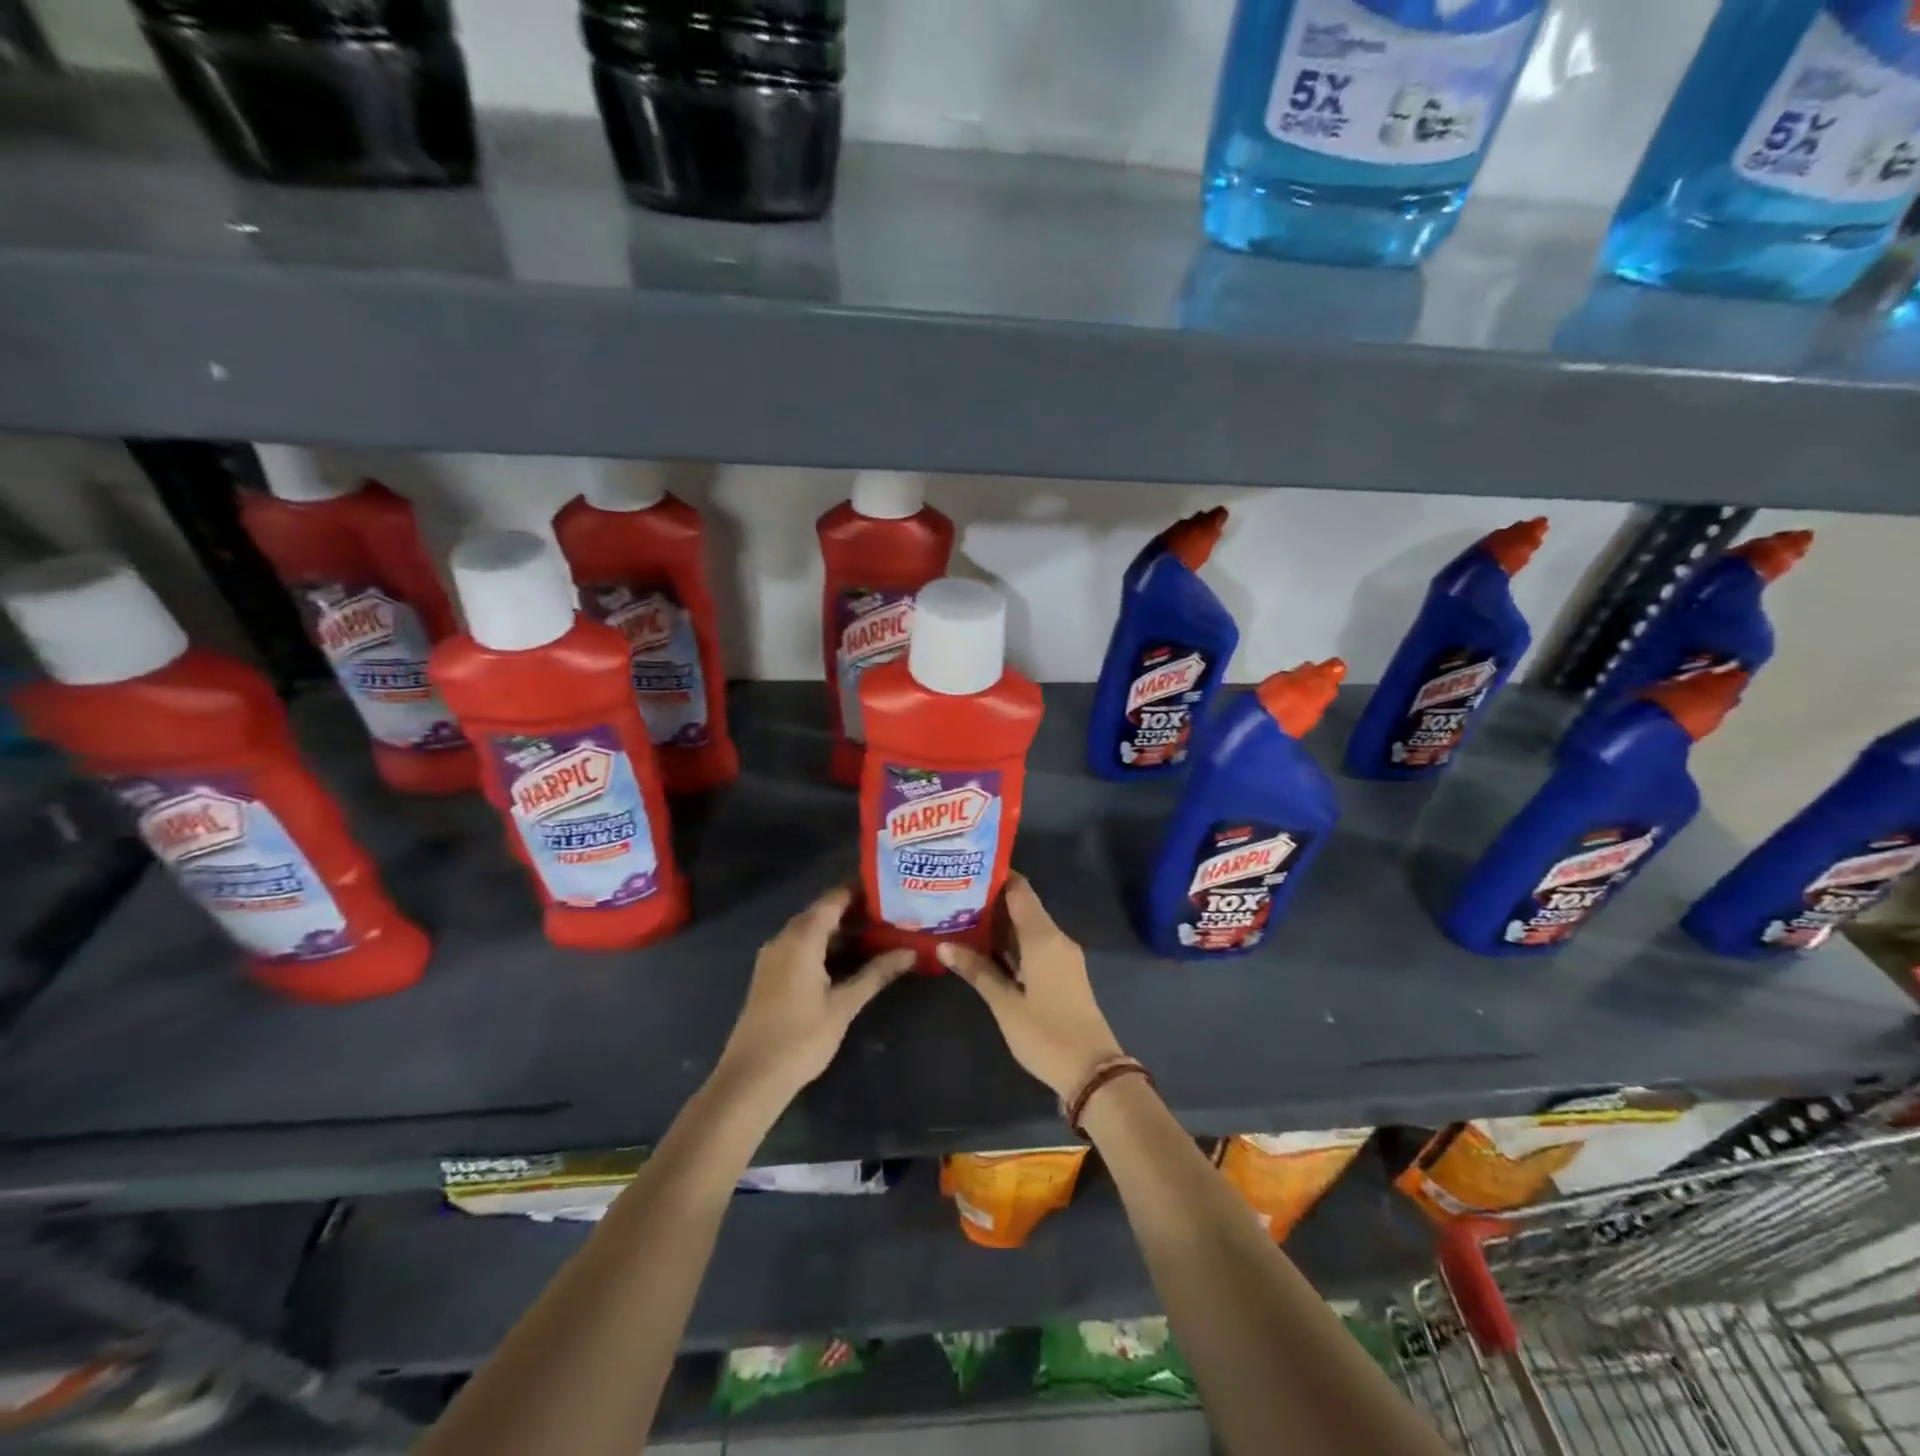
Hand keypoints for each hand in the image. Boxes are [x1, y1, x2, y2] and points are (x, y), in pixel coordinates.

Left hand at [714, 886, 915, 1108]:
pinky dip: (826, 946)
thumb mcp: (844, 1005)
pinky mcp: (771, 975)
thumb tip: (911, 951)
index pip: (834, 899)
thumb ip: (877, 974)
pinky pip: (802, 947)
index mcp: (801, 938)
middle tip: (892, 911)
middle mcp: (784, 939)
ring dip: (841, 931)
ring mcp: (774, 957)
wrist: (751, 1079)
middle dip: (855, 910)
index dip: (860, 890)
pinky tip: (850, 960)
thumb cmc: (801, 1038)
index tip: (890, 887)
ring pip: (812, 931)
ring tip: (879, 933)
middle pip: (823, 913)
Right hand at [937, 873, 1124, 1100]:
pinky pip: (1035, 945)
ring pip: (1028, 928)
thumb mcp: (1005, 1003)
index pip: (1020, 890)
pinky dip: (1012, 943)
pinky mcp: (1064, 974)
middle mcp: (1056, 938)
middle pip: (1023, 906)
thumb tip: (943, 945)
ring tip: (962, 919)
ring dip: (1000, 924)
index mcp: (1043, 937)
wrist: (1093, 1071)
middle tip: (954, 897)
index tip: (966, 871)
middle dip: (991, 901)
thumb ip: (977, 970)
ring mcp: (1063, 957)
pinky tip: (987, 949)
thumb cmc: (1046, 1034)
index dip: (996, 877)